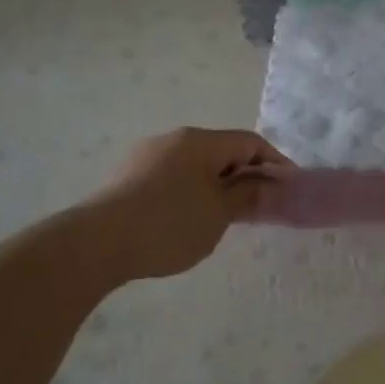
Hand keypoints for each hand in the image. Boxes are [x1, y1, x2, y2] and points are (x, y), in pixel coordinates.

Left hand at [90, 128, 289, 280]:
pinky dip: (192, 190)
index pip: (250, 142)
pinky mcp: (128, 176)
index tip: (289, 186)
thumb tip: (268, 184)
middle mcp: (174, 139)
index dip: (275, 162)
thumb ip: (247, 196)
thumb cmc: (168, 225)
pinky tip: (189, 218)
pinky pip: (173, 176)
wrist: (95, 244)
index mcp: (200, 141)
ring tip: (226, 214)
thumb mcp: (218, 214)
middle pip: (222, 150)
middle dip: (245, 174)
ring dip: (218, 183)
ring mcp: (147, 156)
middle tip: (260, 204)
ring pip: (196, 164)